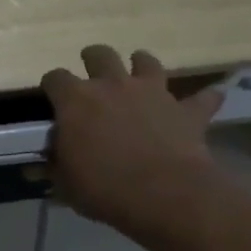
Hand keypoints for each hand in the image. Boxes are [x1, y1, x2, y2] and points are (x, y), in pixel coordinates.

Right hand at [40, 46, 230, 249]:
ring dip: (142, 65)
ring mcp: (152, 93)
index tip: (52, 98)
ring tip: (139, 75)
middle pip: (99, 55)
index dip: (52, 86)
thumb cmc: (104, 188)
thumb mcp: (65, 182)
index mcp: (75, 100)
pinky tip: (207, 100)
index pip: (54, 78)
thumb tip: (42, 162)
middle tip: (92, 75)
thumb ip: (55, 165)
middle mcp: (112, 85)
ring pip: (146, 61)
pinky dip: (203, 99)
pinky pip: (202, 98)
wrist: (165, 195)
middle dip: (93, 59)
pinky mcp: (186, 110)